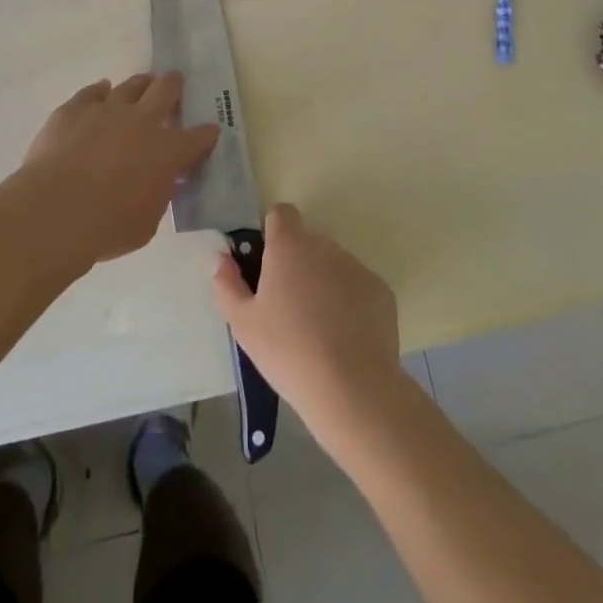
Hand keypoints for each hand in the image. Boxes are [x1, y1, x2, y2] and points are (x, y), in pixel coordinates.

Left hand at [11, 73, 218, 275]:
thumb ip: (158, 195)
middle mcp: (142, 121)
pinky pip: (92, 91)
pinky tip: (100, 92)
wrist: (55, 211)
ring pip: (131, 85)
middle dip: (174, 85)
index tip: (209, 132)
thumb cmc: (107, 227)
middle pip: (166, 89)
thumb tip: (160, 181)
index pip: (199, 137)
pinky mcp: (75, 109)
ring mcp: (107, 109)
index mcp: (167, 151)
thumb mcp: (148, 222)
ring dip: (140, 85)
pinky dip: (99, 92)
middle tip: (174, 85)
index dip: (206, 134)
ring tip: (142, 85)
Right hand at [212, 205, 401, 445]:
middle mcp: (325, 246)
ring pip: (333, 265)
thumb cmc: (288, 351)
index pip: (281, 214)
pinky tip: (345, 338)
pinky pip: (358, 287)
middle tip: (287, 306)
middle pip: (307, 242)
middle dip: (297, 263)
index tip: (266, 263)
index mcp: (290, 245)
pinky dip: (350, 302)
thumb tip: (220, 259)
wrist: (352, 388)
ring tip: (317, 328)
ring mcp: (356, 266)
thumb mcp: (243, 324)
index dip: (272, 232)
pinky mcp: (381, 291)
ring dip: (323, 282)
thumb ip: (227, 284)